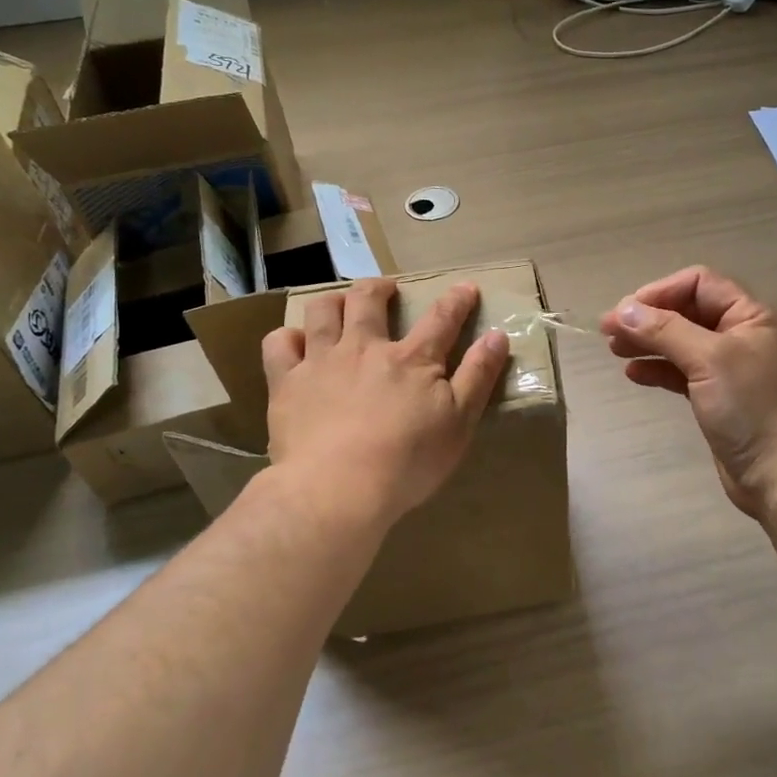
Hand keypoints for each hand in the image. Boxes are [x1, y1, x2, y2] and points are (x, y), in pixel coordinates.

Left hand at [262, 278, 508, 526]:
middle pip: (369, 300)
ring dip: (334, 301)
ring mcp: (322, 361)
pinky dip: (287, 337)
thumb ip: (478, 376)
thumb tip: (498, 336)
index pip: (441, 319)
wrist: (338, 489)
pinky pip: (279, 345)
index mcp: (412, 359)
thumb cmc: (408, 461)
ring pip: (323, 311)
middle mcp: (365, 348)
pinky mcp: (287, 383)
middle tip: (386, 289)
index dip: (456, 300)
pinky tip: (295, 343)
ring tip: (340, 305)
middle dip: (380, 287)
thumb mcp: (460, 423)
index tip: (465, 287)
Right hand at [602, 267, 776, 519]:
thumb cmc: (751, 408)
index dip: (660, 292)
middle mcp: (744, 335)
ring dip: (649, 343)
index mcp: (753, 316)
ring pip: (683, 343)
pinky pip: (684, 372)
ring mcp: (732, 368)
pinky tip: (634, 374)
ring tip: (614, 350)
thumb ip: (665, 330)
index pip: (700, 284)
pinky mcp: (720, 397)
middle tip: (608, 332)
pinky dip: (659, 369)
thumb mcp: (708, 360)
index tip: (625, 312)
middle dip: (648, 318)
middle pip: (688, 312)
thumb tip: (623, 309)